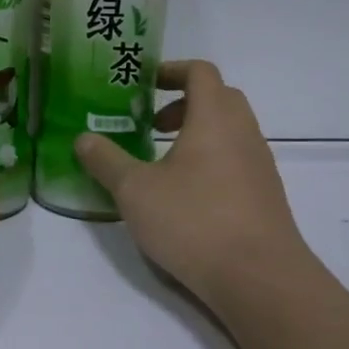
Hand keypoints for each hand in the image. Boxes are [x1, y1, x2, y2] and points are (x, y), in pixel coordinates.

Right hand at [74, 60, 317, 314]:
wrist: (259, 278)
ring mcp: (260, 165)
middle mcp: (243, 133)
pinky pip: (237, 160)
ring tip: (162, 161)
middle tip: (150, 123)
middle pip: (219, 98)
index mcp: (214, 118)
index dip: (171, 70)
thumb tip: (84, 139)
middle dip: (183, 102)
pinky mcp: (265, 196)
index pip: (200, 72)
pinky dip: (210, 160)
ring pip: (230, 131)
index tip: (143, 84)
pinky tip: (185, 195)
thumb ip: (106, 161)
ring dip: (197, 133)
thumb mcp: (134, 190)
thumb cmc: (193, 221)